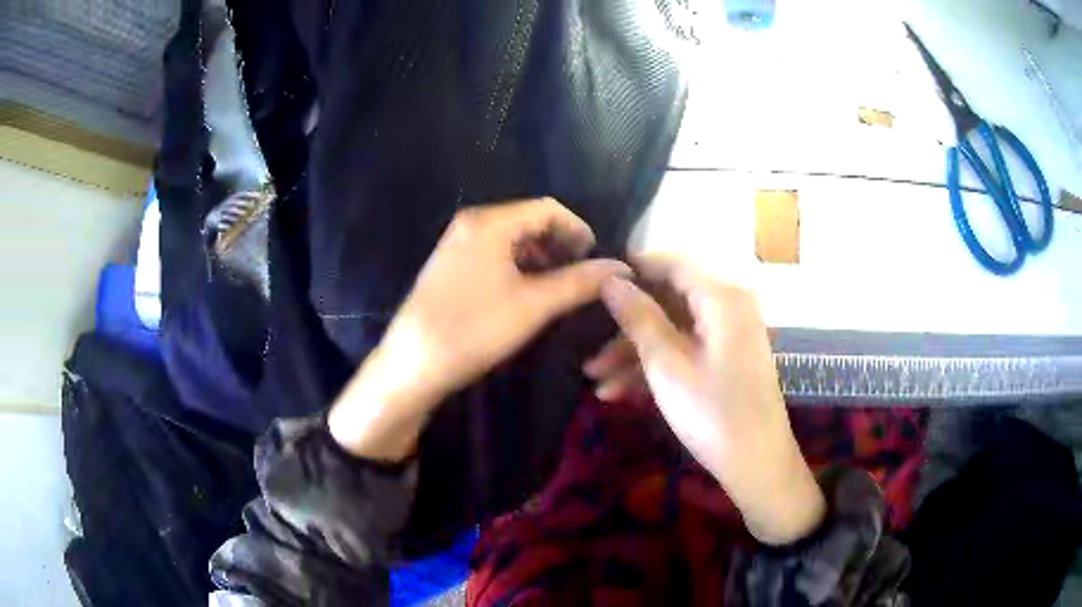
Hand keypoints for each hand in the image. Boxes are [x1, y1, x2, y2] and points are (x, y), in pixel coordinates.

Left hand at [329, 198, 630, 460]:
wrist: (412, 364)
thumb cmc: (474, 329)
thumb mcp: (533, 305)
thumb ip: (579, 282)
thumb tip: (620, 269)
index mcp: (489, 223)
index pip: (547, 208)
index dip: (578, 229)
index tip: (596, 258)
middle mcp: (471, 224)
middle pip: (528, 220)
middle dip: (559, 243)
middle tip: (580, 275)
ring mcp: (456, 244)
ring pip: (511, 239)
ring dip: (540, 256)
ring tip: (557, 286)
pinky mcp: (449, 266)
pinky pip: (493, 253)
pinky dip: (517, 266)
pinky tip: (526, 293)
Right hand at [586, 256, 824, 544]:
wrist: (757, 464)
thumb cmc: (712, 413)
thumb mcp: (666, 365)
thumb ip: (637, 317)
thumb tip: (609, 278)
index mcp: (721, 297)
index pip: (670, 264)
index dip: (631, 270)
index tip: (592, 284)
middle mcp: (729, 307)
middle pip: (669, 301)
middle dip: (626, 326)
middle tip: (587, 347)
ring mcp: (730, 335)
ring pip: (673, 330)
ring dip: (635, 353)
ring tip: (595, 382)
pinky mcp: (728, 359)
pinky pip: (687, 349)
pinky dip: (657, 366)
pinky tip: (620, 393)